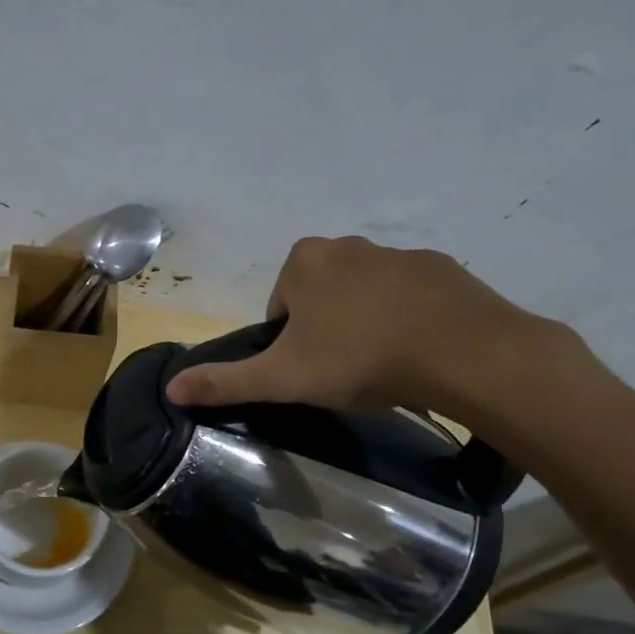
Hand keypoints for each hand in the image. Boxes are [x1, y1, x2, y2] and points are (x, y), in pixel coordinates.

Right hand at [164, 236, 561, 422]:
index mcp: (304, 261)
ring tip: (382, 366)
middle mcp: (347, 245)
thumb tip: (170, 388)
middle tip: (343, 371)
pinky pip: (408, 296)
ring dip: (365, 325)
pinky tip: (418, 352)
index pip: (279, 308)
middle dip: (325, 331)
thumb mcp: (283, 378)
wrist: (463, 354)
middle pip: (319, 298)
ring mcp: (398, 253)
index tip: (310, 370)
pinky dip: (406, 319)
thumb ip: (225, 382)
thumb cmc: (359, 359)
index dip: (288, 344)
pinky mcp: (441, 268)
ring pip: (364, 296)